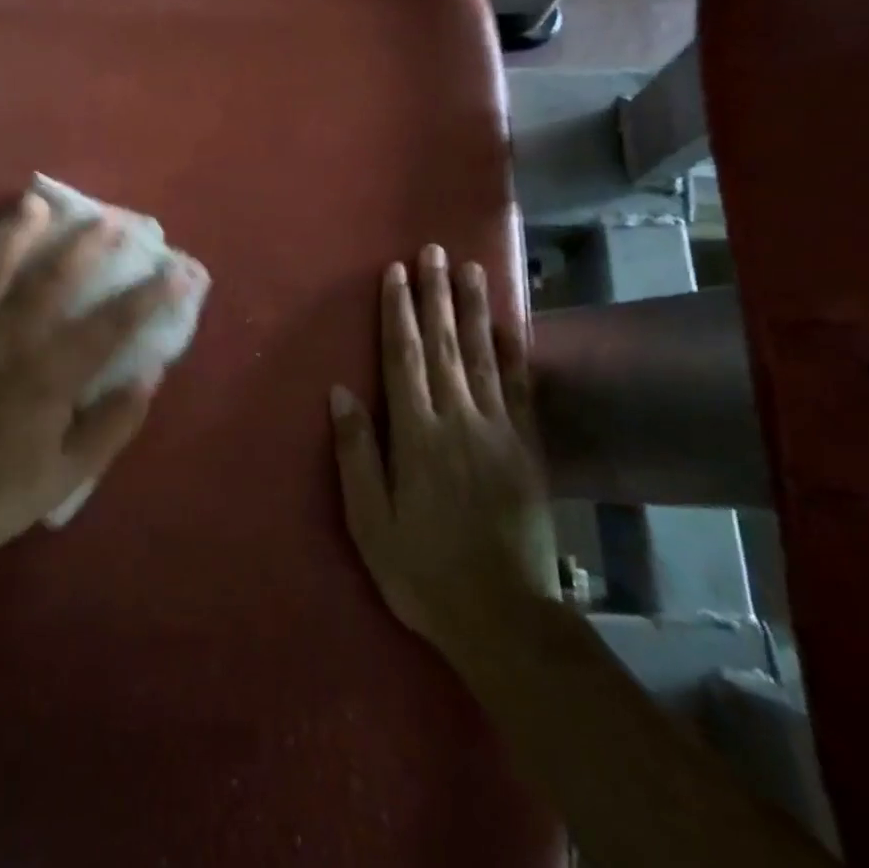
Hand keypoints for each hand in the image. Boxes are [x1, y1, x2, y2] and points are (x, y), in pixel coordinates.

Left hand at [0, 192, 190, 560]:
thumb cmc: (7, 492)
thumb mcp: (74, 471)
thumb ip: (116, 421)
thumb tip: (150, 372)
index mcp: (49, 374)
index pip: (111, 323)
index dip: (148, 295)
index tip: (176, 271)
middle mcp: (7, 340)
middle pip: (52, 277)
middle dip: (85, 244)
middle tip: (108, 219)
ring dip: (17, 231)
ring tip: (35, 203)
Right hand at [329, 245, 558, 668]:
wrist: (502, 616)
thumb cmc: (421, 571)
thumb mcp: (369, 521)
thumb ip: (356, 452)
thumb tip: (341, 391)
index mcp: (416, 436)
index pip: (405, 360)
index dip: (398, 313)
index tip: (395, 273)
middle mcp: (458, 421)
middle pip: (444, 346)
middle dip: (435, 295)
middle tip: (432, 251)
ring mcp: (498, 431)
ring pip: (483, 356)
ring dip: (473, 309)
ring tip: (469, 269)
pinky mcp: (527, 448)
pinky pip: (519, 389)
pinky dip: (513, 352)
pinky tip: (508, 325)